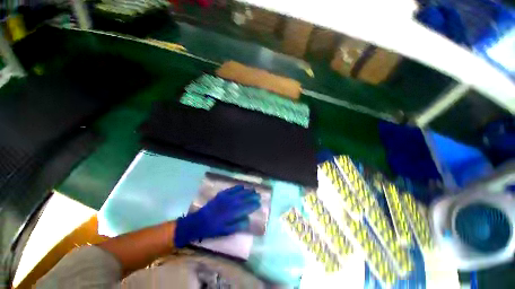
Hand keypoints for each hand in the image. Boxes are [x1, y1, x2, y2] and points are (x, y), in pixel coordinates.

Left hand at [174, 185, 260, 247]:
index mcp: (233, 213)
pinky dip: (238, 187)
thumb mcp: (226, 231)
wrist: (199, 221)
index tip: (259, 203)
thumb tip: (248, 219)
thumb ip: (238, 225)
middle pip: (245, 197)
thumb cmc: (213, 229)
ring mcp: (226, 197)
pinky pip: (232, 189)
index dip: (254, 205)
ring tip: (253, 189)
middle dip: (253, 196)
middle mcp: (231, 203)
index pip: (247, 207)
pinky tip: (242, 187)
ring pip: (240, 192)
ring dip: (247, 190)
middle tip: (258, 195)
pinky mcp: (222, 194)